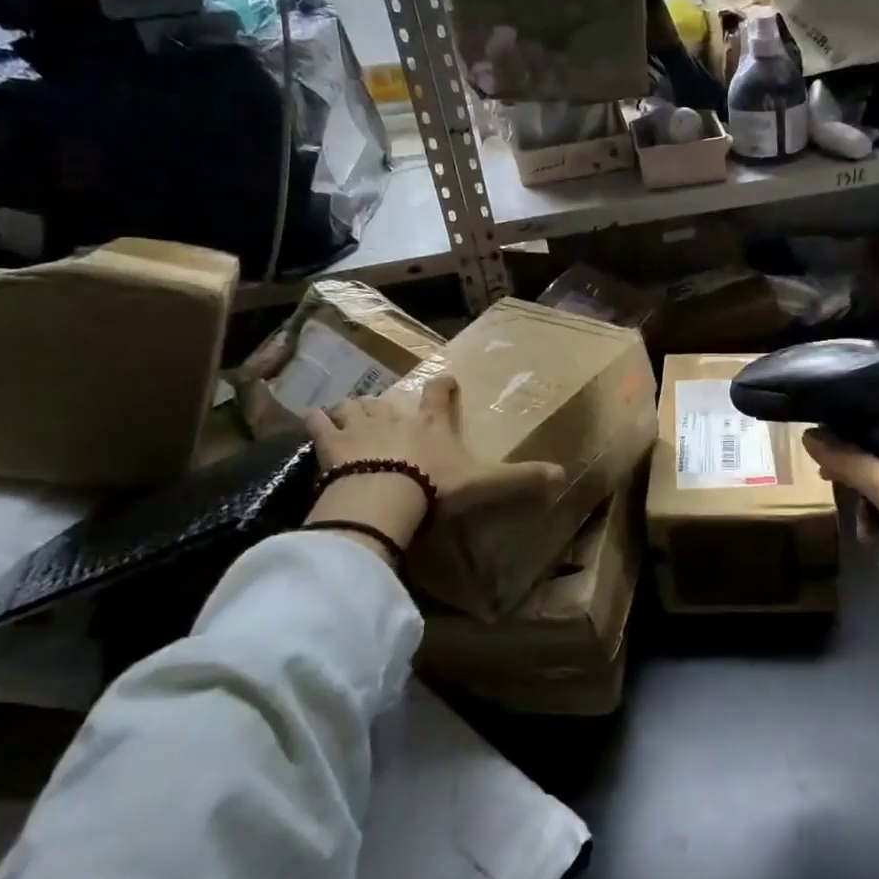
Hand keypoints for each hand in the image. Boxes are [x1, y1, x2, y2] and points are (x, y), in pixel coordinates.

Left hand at [304, 374, 565, 559]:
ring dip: (353, 410)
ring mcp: (360, 425)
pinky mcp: (330, 442)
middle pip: (389, 397)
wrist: (385, 496)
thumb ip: (520, 479)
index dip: (442, 386)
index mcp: (431, 421)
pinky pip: (318, 422)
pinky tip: (315, 425)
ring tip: (352, 419)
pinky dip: (317, 422)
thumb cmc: (435, 486)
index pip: (439, 392)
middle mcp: (395, 415)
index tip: (445, 382)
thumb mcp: (484, 483)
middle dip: (389, 404)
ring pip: (353, 404)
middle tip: (389, 416)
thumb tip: (563, 476)